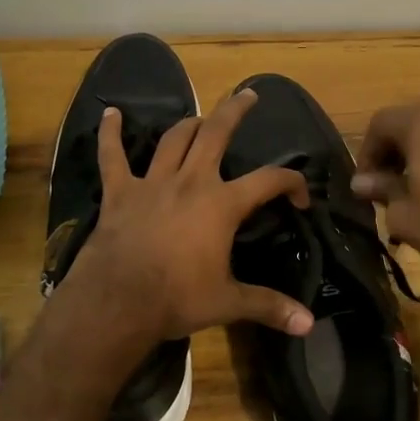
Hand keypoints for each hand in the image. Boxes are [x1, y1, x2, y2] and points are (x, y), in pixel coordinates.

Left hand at [60, 90, 315, 348]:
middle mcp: (191, 181)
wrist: (118, 302)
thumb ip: (269, 306)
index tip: (301, 198)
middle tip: (248, 95)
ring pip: (174, 139)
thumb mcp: (228, 303)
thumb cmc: (177, 299)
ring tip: (200, 117)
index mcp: (222, 204)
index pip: (269, 181)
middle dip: (235, 111)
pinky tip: (110, 113)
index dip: (292, 183)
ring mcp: (153, 182)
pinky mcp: (120, 191)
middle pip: (217, 133)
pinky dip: (110, 133)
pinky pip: (113, 156)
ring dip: (189, 123)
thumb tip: (309, 325)